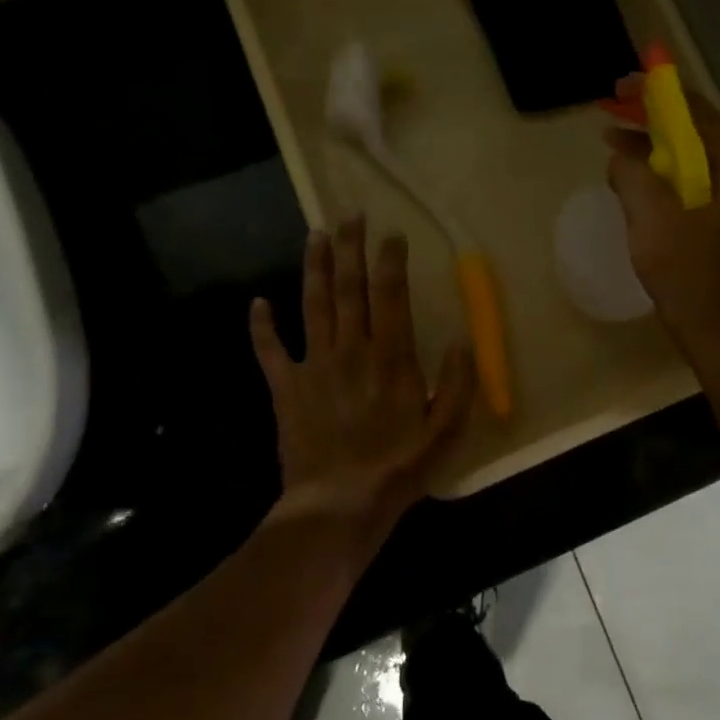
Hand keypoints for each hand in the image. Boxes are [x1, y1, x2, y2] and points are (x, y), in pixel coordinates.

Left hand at [250, 215, 473, 537]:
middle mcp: (351, 350)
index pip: (390, 295)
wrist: (338, 505)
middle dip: (351, 247)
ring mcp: (314, 366)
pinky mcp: (286, 388)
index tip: (391, 234)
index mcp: (391, 357)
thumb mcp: (446, 430)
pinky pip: (270, 351)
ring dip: (314, 268)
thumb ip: (457, 383)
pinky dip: (261, 327)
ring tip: (315, 235)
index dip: (390, 260)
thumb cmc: (398, 468)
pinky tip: (257, 303)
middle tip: (350, 214)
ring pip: (313, 305)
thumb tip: (462, 339)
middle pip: (349, 288)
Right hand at [605, 77, 719, 347]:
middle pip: (689, 128)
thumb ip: (631, 172)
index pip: (694, 109)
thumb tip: (620, 154)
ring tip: (612, 133)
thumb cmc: (686, 265)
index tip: (623, 84)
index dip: (657, 92)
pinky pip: (679, 179)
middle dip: (650, 115)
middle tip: (613, 102)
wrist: (713, 322)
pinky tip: (626, 172)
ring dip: (649, 143)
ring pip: (682, 154)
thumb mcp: (650, 212)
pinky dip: (653, 170)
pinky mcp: (709, 215)